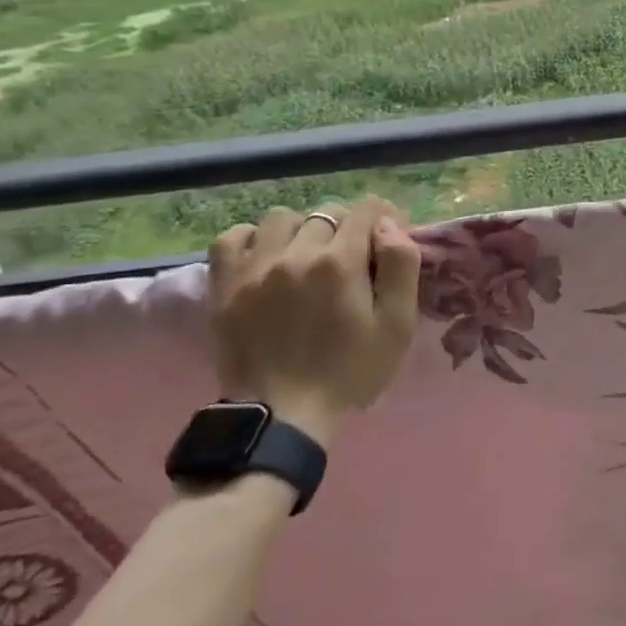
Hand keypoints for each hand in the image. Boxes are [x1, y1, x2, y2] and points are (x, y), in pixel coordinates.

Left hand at [207, 200, 421, 446]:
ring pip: (282, 218)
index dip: (383, 219)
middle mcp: (296, 253)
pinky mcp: (224, 285)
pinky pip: (232, 237)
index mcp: (341, 262)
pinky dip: (252, 239)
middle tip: (350, 262)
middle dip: (346, 229)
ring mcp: (255, 267)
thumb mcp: (397, 325)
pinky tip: (266, 258)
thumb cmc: (350, 372)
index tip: (386, 242)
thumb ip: (401, 267)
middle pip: (328, 213)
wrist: (283, 416)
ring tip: (307, 258)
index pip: (367, 209)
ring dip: (301, 230)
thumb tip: (390, 226)